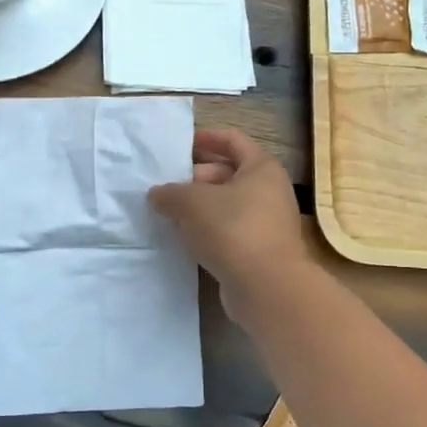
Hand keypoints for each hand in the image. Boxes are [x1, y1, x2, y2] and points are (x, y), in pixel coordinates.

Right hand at [149, 128, 311, 321]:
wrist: (267, 287)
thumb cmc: (233, 229)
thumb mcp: (192, 203)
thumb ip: (170, 193)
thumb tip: (157, 194)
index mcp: (261, 168)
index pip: (233, 140)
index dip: (206, 138)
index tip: (180, 145)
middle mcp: (269, 191)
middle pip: (228, 174)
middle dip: (195, 178)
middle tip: (166, 187)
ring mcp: (267, 223)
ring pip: (227, 205)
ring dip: (199, 208)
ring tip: (169, 213)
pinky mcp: (259, 251)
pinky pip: (228, 231)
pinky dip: (208, 231)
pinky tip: (184, 239)